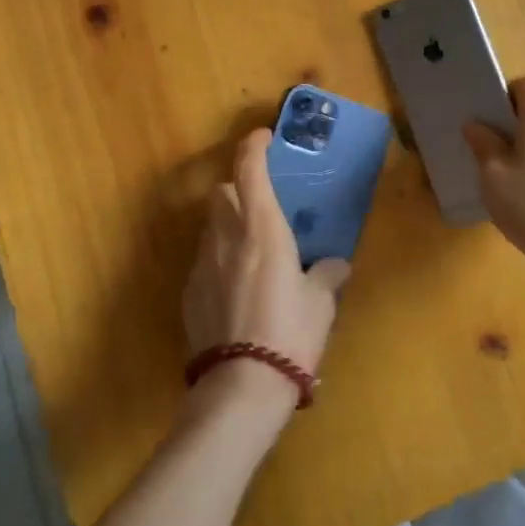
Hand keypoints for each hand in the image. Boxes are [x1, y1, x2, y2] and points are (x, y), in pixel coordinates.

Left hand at [183, 128, 351, 413]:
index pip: (249, 168)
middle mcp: (226, 236)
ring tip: (251, 254)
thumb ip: (326, 276)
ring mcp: (201, 265)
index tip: (263, 137)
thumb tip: (336, 265)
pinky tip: (236, 292)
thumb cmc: (290, 333)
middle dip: (238, 189)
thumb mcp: (320, 304)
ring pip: (211, 227)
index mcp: (261, 228)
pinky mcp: (188, 294)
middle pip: (222, 192)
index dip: (254, 145)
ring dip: (228, 227)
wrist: (241, 387)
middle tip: (261, 207)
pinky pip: (204, 262)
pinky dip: (219, 262)